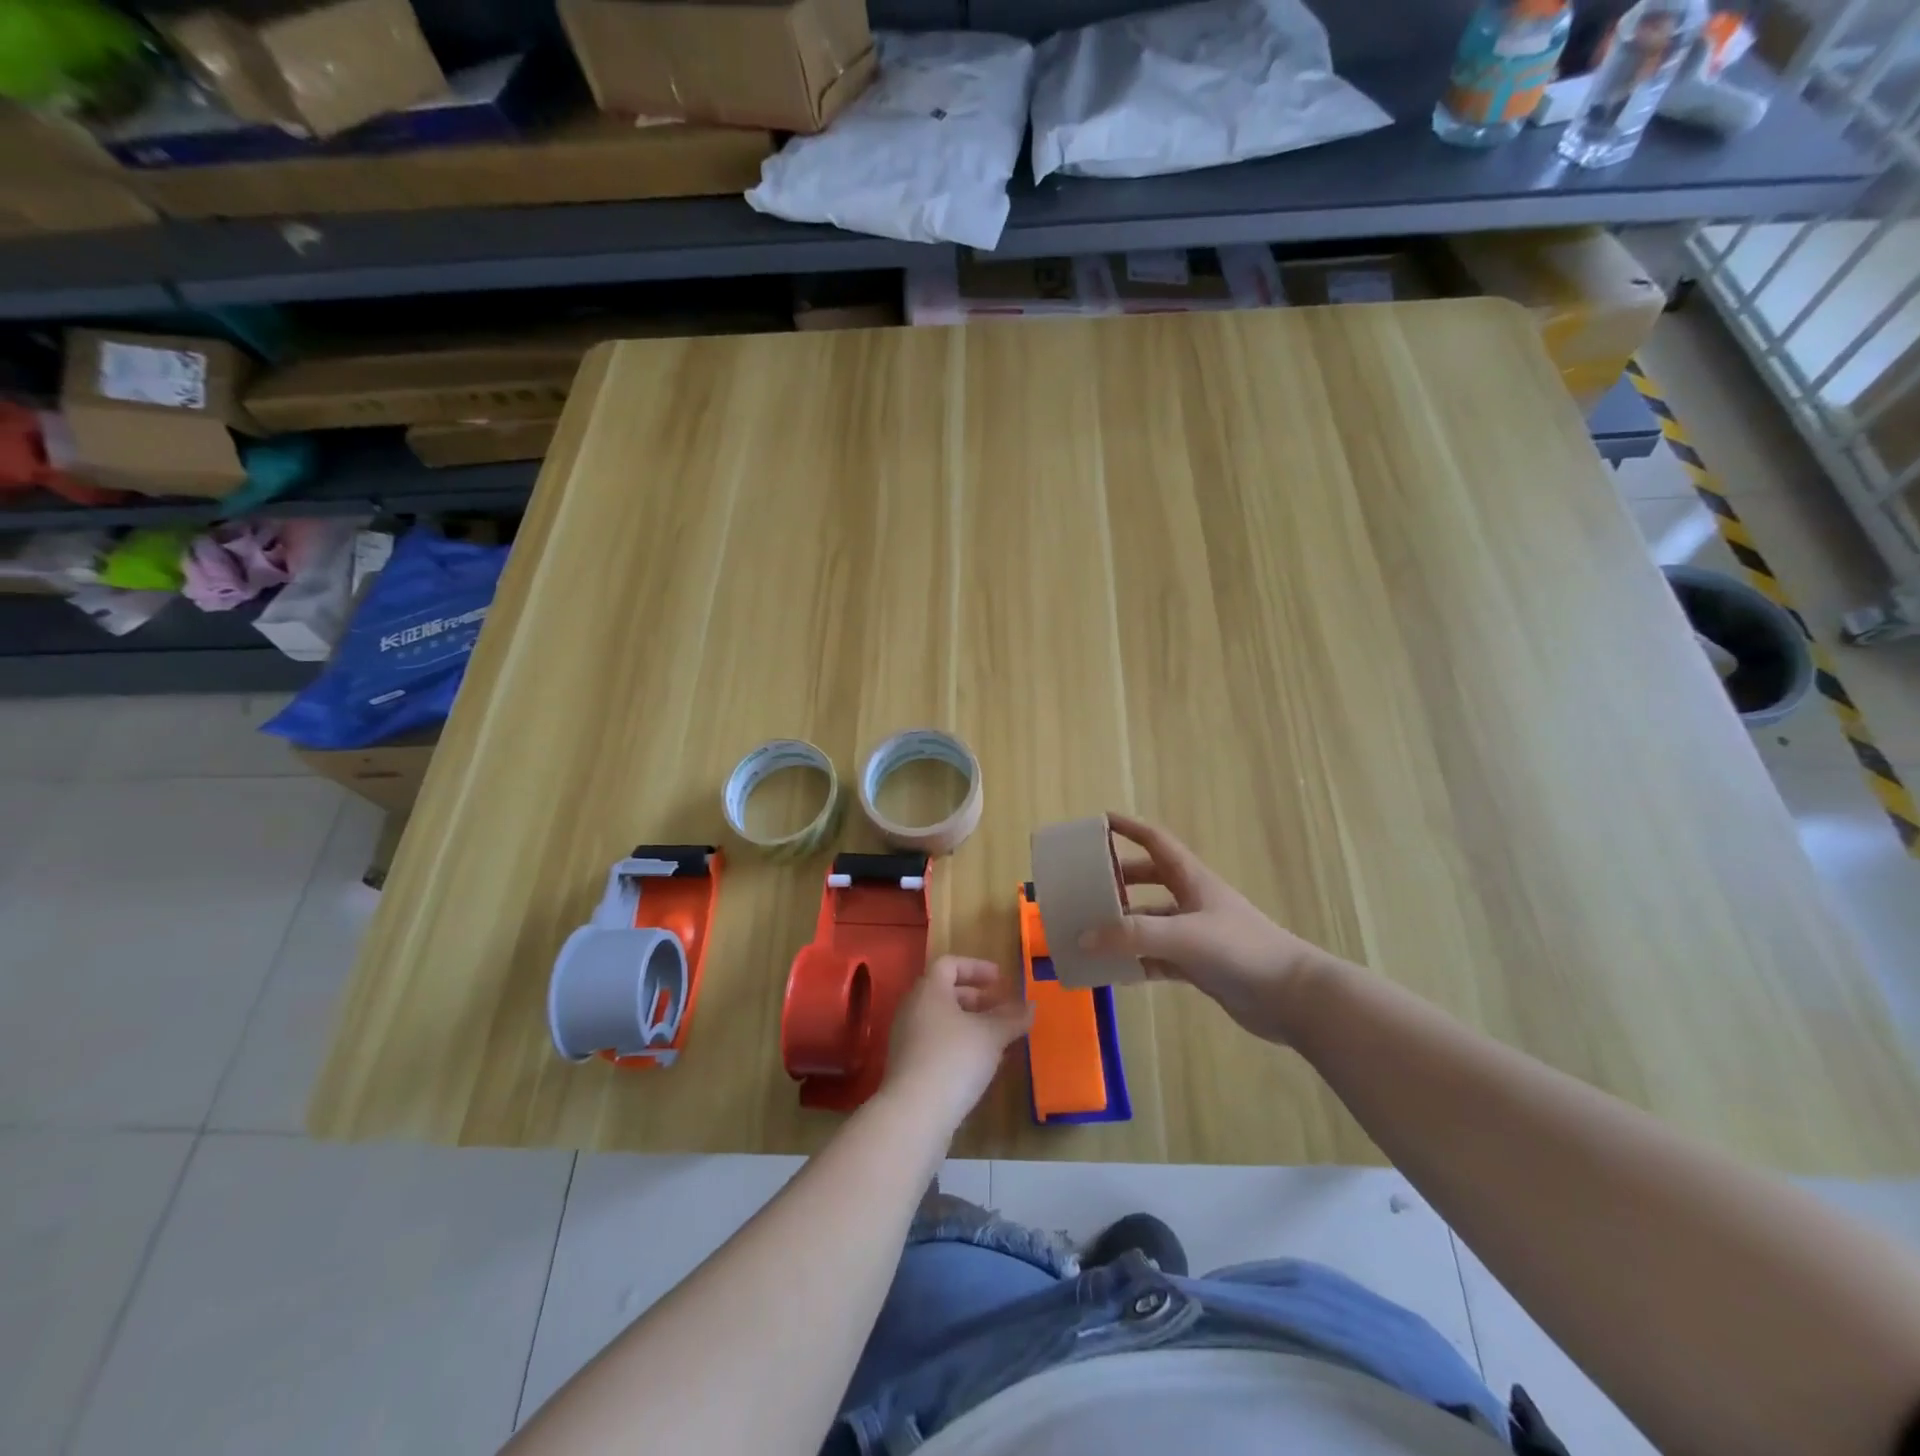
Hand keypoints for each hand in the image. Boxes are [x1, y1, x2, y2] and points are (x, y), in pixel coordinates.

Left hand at [882, 956, 1034, 1134]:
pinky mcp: (908, 1067)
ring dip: (971, 1025)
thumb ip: (1012, 1018)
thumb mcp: (991, 1035)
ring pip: (942, 1021)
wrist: (914, 1114)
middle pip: (945, 993)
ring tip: (999, 1040)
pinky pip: (937, 1044)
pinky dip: (960, 1046)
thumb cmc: (954, 1059)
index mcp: (928, 991)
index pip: (949, 964)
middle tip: (1002, 1010)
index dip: (976, 967)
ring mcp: (907, 1039)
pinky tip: (982, 1066)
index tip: (1000, 980)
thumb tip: (1031, 1005)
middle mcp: (913, 1009)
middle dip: (977, 999)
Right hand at [1081, 814, 1343, 1044]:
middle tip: (1084, 886)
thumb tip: (1083, 938)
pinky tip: (1114, 971)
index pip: (1155, 842)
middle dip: (1117, 880)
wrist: (1292, 998)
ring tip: (1088, 933)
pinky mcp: (1199, 965)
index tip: (1098, 823)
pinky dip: (1136, 961)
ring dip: (1122, 926)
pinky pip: (1157, 957)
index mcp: (1192, 880)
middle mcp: (1192, 901)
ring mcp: (1196, 934)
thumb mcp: (1183, 936)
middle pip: (1148, 880)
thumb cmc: (1241, 950)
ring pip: (1150, 922)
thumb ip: (1132, 936)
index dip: (1128, 828)